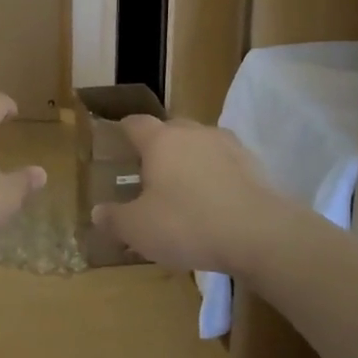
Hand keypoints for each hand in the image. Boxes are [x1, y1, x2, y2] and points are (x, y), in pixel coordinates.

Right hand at [91, 116, 288, 276]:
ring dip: (191, 160)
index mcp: (161, 140)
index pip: (136, 123)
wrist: (260, 234)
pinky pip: (226, 164)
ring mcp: (228, 145)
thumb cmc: (188, 224)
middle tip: (150, 173)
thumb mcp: (139, 229)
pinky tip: (216, 202)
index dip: (124, 130)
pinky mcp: (255, 165)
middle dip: (159, 147)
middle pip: (171, 129)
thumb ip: (114, 219)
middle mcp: (194, 132)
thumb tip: (97, 212)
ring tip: (185, 189)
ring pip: (201, 145)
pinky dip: (217, 176)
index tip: (118, 139)